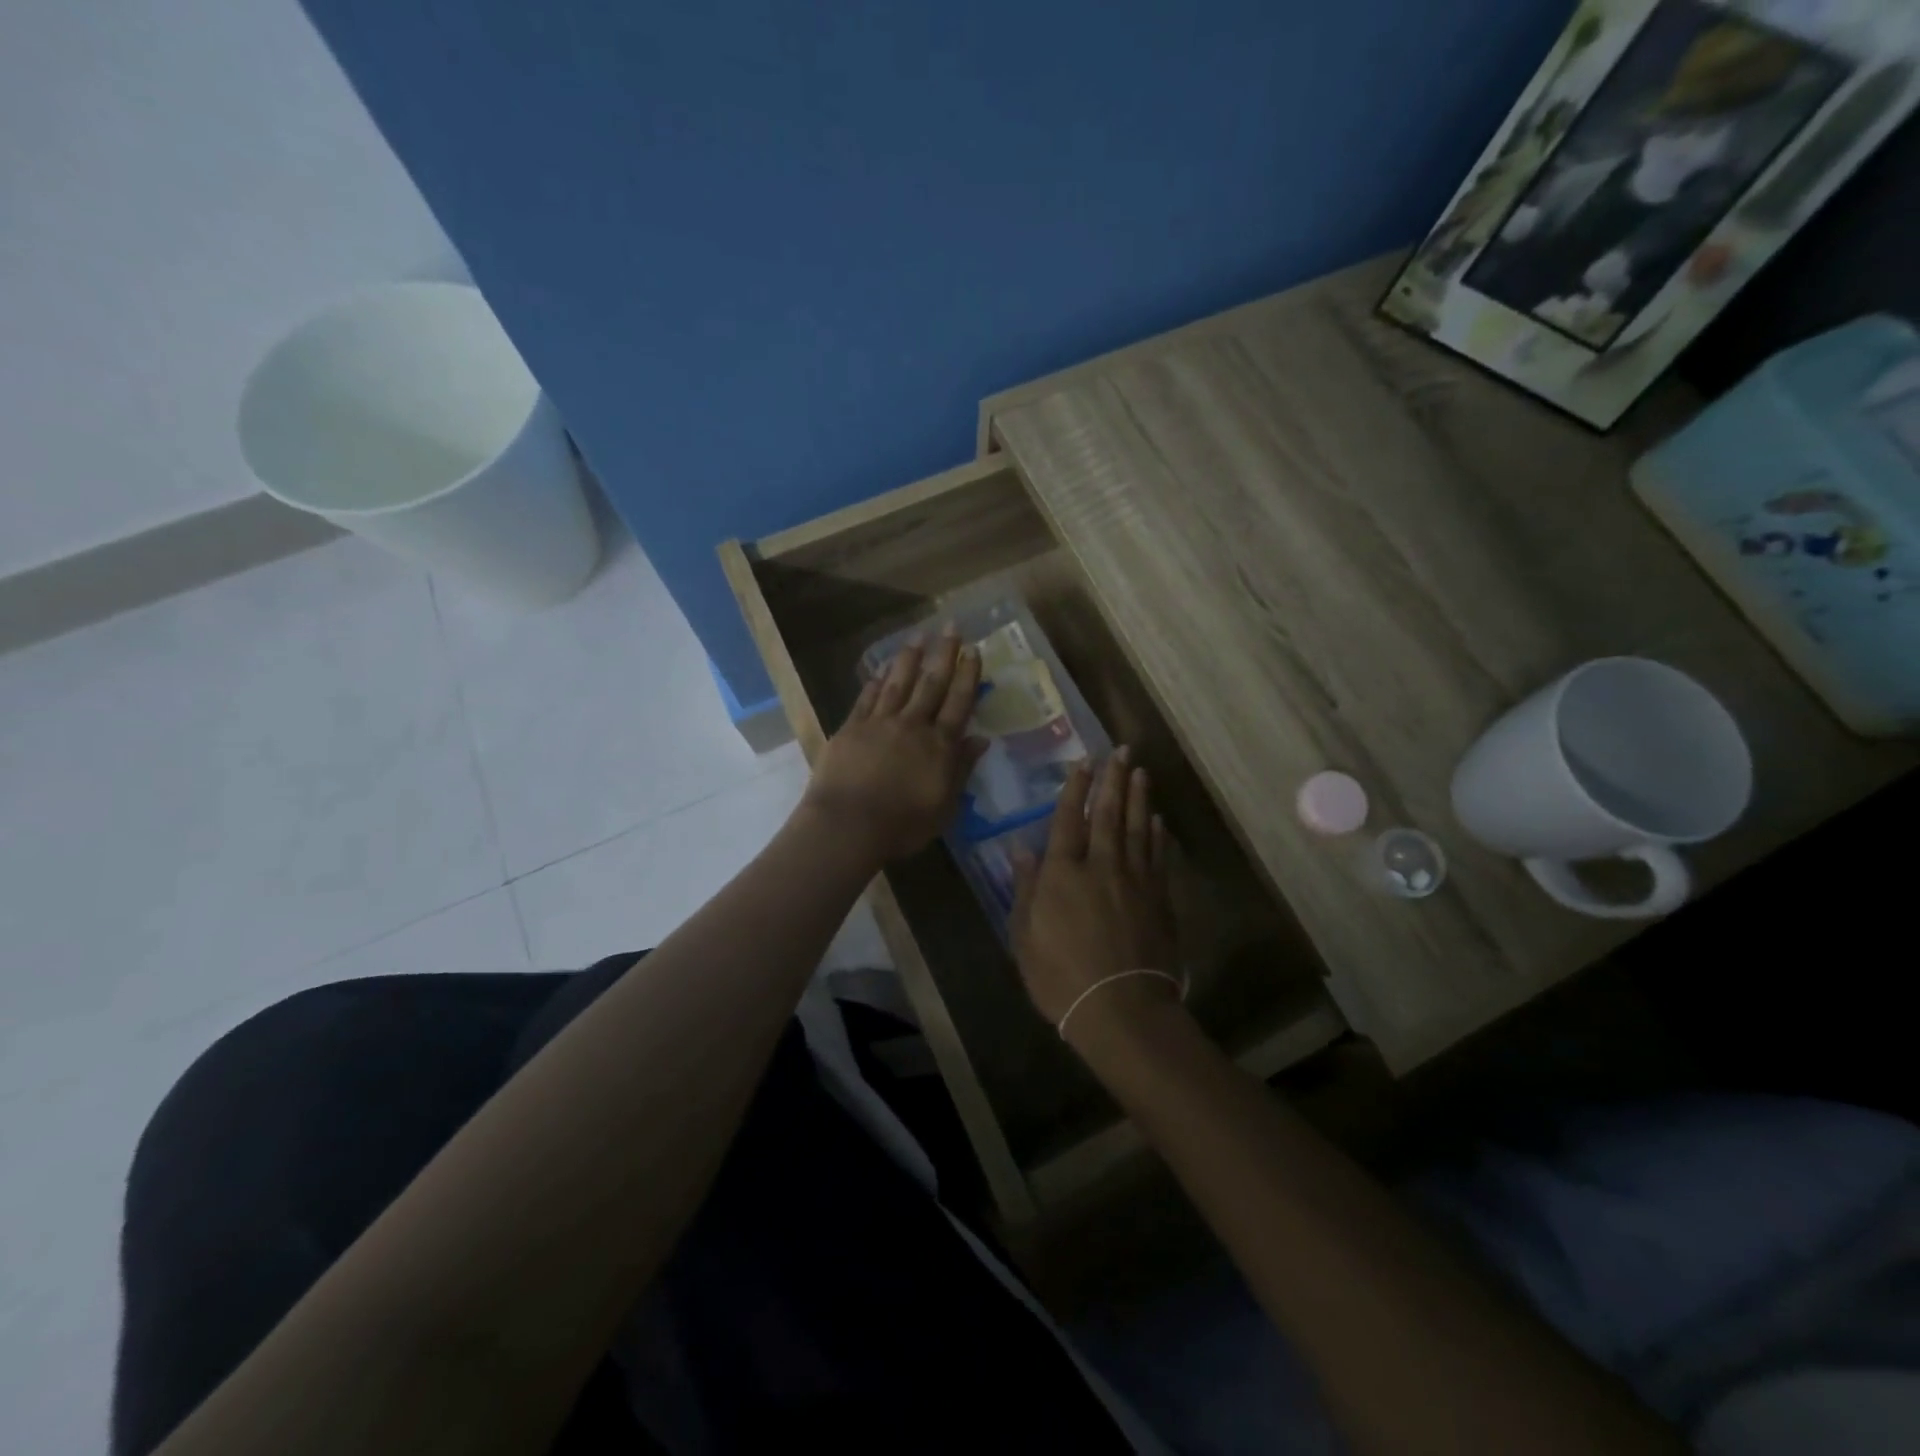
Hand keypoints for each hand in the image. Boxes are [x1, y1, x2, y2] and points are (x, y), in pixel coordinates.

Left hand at [800, 630, 985, 861]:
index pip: (958, 703)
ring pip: (898, 683)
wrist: (847, 825)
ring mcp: (879, 723)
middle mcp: (912, 726)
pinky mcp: (851, 728)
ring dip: (909, 659)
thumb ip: (961, 770)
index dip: (967, 676)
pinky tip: (882, 670)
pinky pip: (867, 699)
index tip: (973, 650)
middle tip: (951, 627)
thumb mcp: (945, 806)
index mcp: (939, 746)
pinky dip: (876, 682)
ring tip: (918, 637)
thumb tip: (981, 740)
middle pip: (931, 684)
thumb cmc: (902, 825)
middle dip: (943, 654)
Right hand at [1010, 751, 1180, 1046]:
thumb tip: (1022, 849)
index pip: (1067, 820)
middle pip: (1107, 814)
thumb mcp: (1025, 937)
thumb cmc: (1060, 977)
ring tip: (1141, 771)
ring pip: (1136, 828)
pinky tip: (1157, 820)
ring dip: (1138, 797)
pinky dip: (1156, 835)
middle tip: (1122, 751)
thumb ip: (1025, 889)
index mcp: (1063, 873)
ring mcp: (1135, 880)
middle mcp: (1101, 866)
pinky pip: (1157, 856)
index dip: (1075, 789)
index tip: (1083, 761)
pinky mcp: (1158, 899)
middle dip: (1114, 779)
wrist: (1121, 1009)